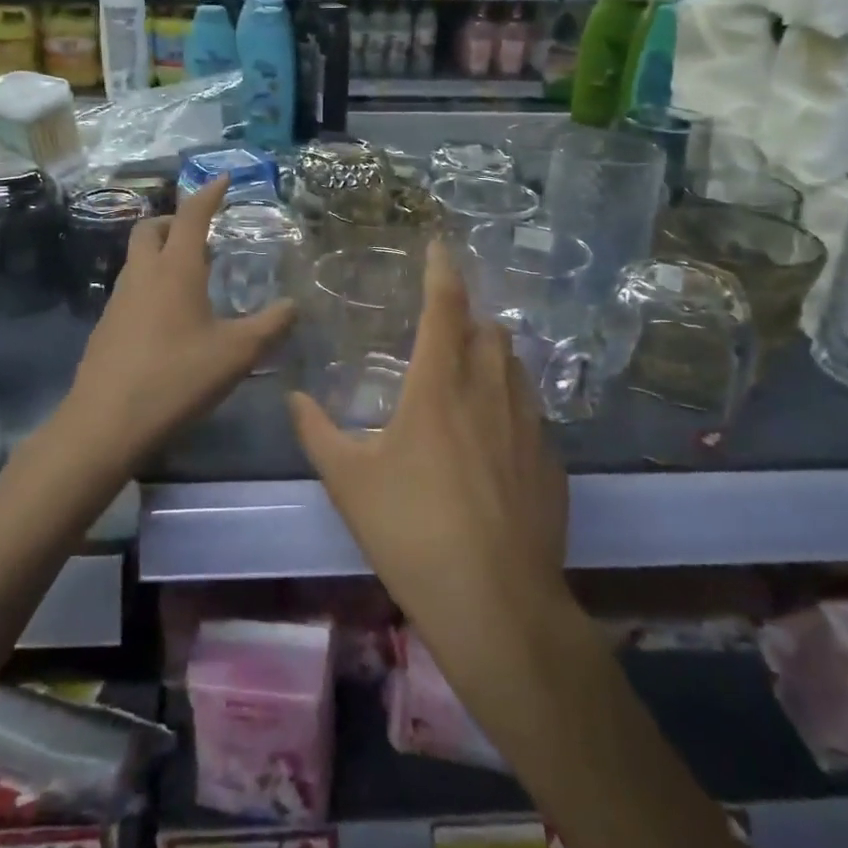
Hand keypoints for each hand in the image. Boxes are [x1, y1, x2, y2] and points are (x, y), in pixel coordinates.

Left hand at [58, 175, 294, 471]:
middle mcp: (143, 275)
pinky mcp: (106, 326)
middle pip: (151, 229)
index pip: (191, 216)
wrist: (105, 422)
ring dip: (160, 253)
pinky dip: (150, 284)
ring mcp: (118, 300)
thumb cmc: (177, 377)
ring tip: (190, 277)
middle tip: (200, 235)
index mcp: (175, 269)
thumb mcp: (236, 354)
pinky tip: (167, 318)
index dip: (208, 193)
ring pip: (137, 259)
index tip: (222, 178)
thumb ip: (270, 326)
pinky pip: (130, 288)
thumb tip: (294, 305)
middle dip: (174, 222)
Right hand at [289, 240, 571, 660]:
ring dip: (492, 356)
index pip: (445, 306)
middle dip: (468, 317)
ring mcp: (529, 425)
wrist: (496, 603)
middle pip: (489, 329)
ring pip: (515, 366)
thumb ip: (317, 432)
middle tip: (444, 329)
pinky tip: (494, 440)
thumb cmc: (412, 531)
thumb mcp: (349, 482)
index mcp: (440, 385)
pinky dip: (511, 403)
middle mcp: (490, 391)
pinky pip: (531, 411)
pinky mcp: (552, 462)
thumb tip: (295, 399)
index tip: (439, 244)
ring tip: (468, 376)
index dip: (441, 269)